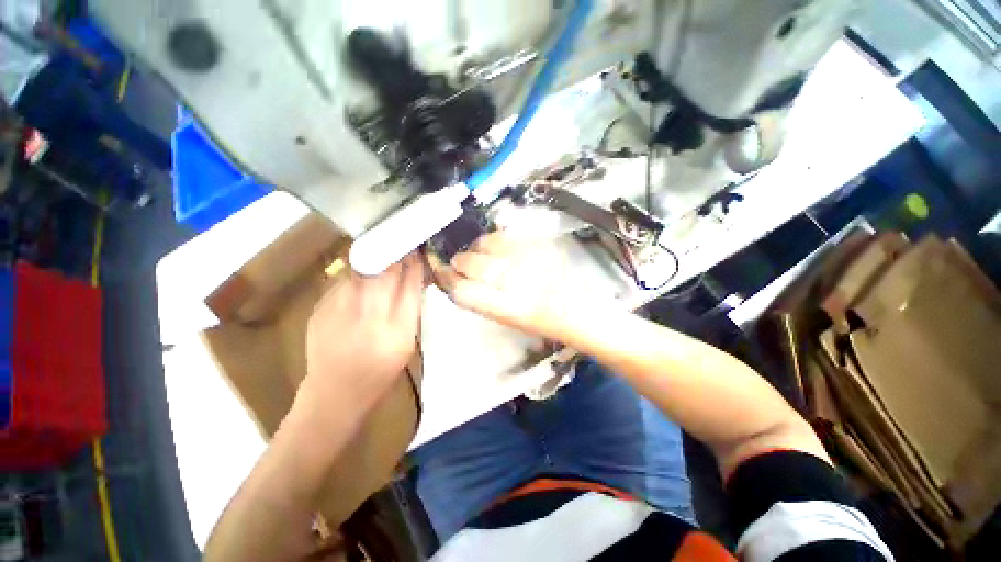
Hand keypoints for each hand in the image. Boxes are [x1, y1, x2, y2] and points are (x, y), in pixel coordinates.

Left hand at [300, 253, 424, 415]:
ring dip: (374, 260)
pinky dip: (354, 275)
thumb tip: (415, 279)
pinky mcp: (320, 312)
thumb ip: (411, 311)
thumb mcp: (407, 345)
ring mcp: (340, 314)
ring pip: (361, 272)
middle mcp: (370, 320)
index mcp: (398, 332)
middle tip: (400, 247)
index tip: (417, 253)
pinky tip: (359, 277)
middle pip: (385, 275)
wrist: (335, 393)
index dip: (414, 267)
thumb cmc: (380, 372)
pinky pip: (342, 282)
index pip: (410, 288)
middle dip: (395, 256)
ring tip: (381, 255)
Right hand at [433, 232, 577, 339]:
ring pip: (487, 243)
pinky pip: (508, 235)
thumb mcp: (510, 320)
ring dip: (478, 247)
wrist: (583, 308)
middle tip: (460, 262)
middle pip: (471, 263)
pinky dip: (497, 240)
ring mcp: (529, 258)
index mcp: (507, 308)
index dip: (448, 279)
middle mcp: (516, 280)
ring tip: (480, 252)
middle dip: (460, 261)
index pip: (462, 290)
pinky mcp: (540, 243)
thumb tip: (461, 281)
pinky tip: (500, 246)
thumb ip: (483, 300)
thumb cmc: (545, 322)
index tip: (444, 273)